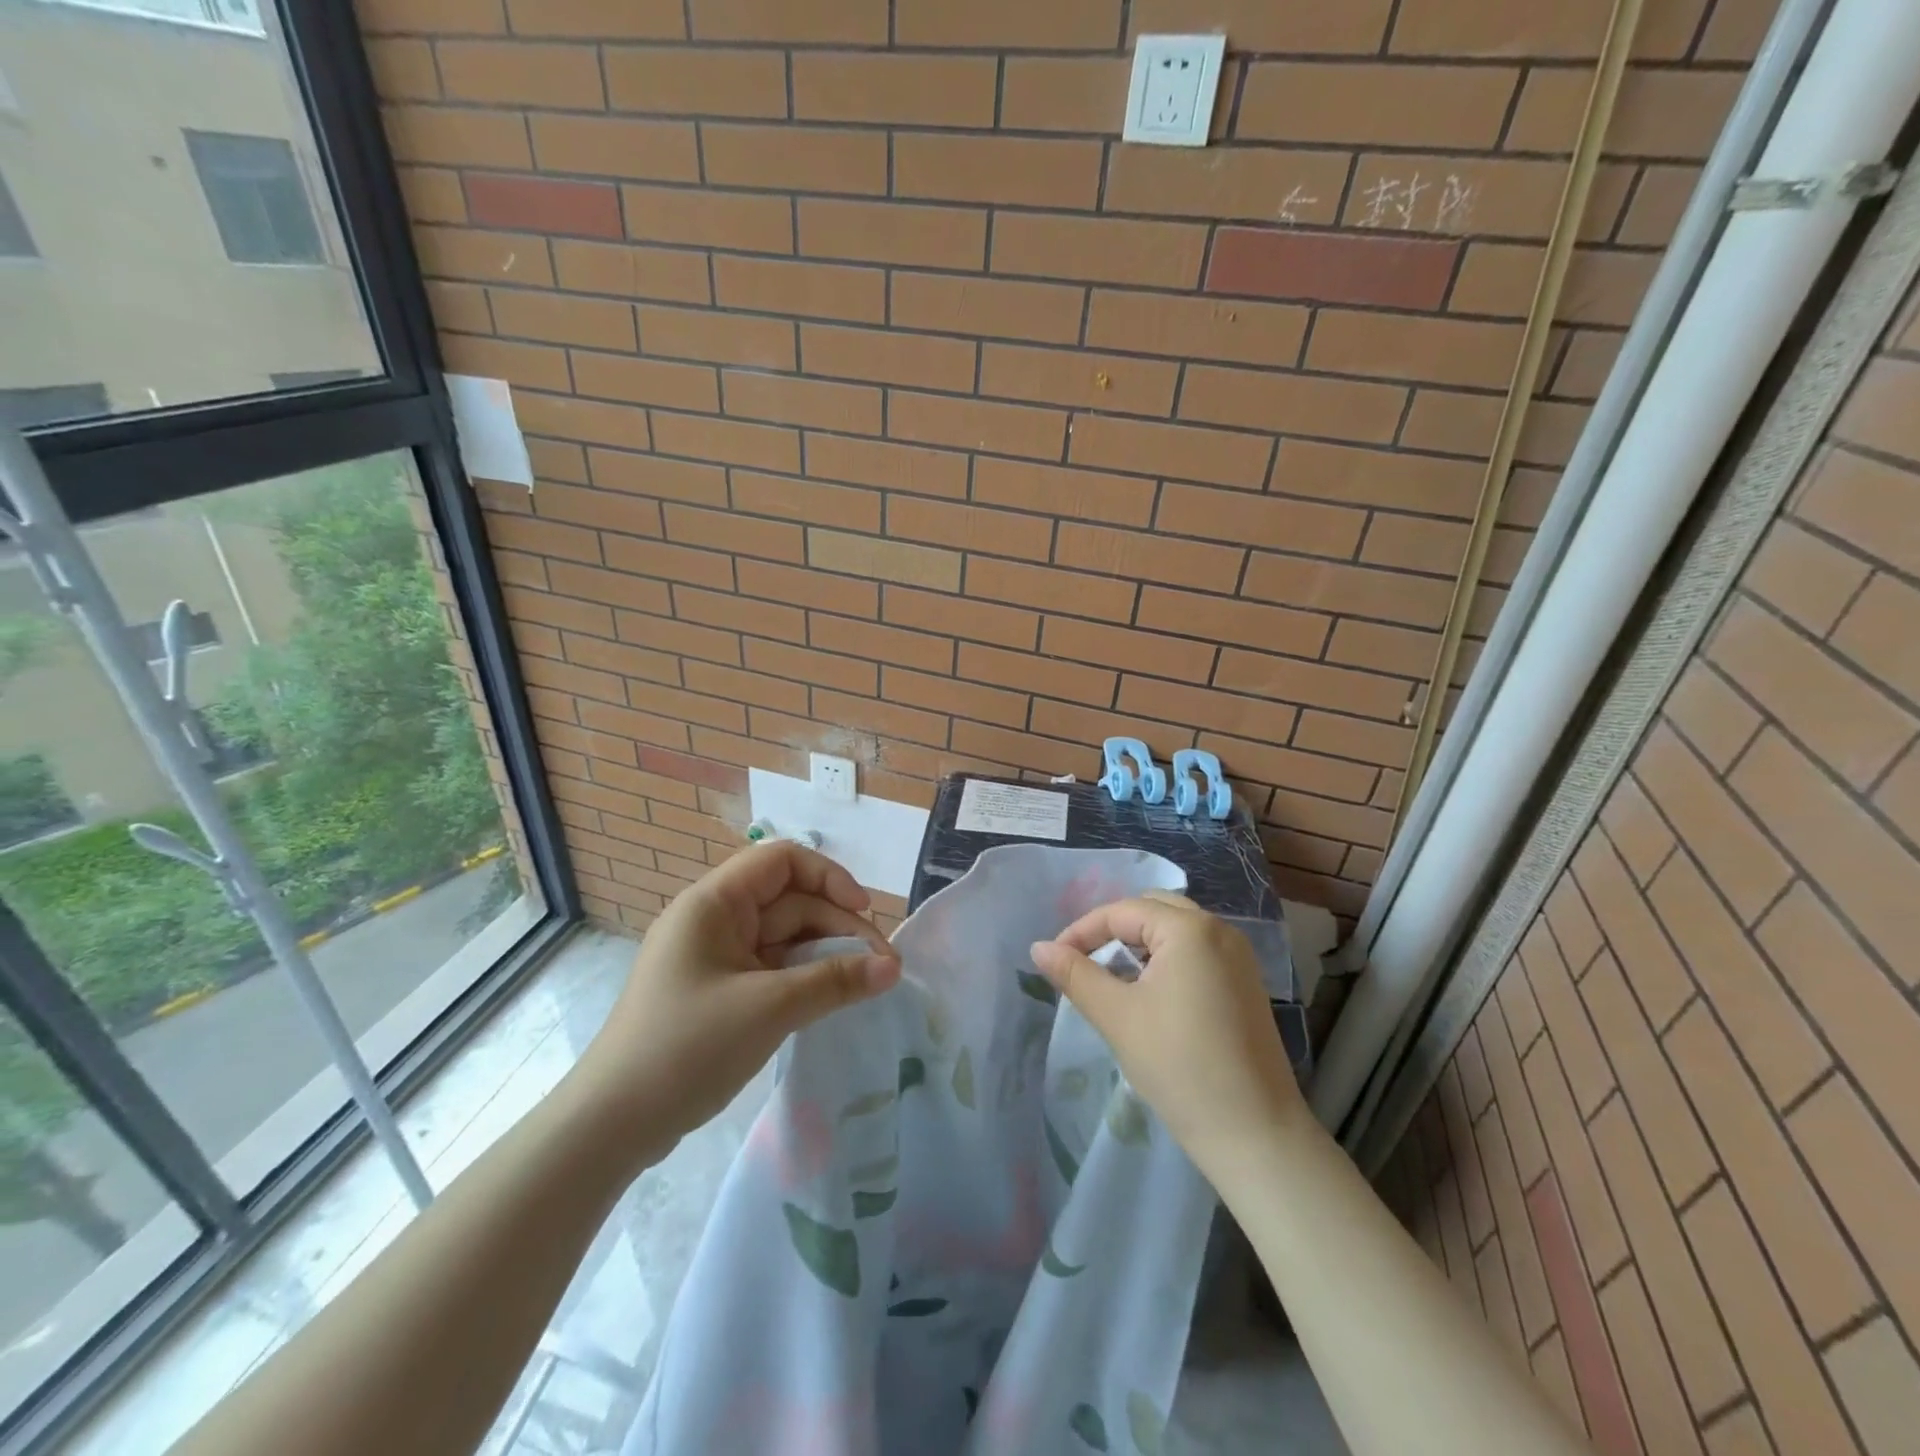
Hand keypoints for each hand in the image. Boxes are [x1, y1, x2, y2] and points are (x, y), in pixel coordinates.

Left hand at [566, 842, 900, 1168]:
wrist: (611, 1125)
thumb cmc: (686, 1047)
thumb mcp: (769, 1009)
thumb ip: (836, 981)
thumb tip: (893, 968)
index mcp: (713, 902)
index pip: (782, 861)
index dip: (829, 877)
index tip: (863, 914)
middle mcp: (715, 920)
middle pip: (791, 902)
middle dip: (838, 927)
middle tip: (882, 967)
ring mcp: (716, 958)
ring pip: (785, 939)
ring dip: (827, 956)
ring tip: (867, 985)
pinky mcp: (720, 992)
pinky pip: (773, 969)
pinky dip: (805, 979)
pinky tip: (833, 999)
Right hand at [1030, 892, 1303, 1179]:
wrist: (1255, 1134)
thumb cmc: (1179, 1067)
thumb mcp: (1117, 1016)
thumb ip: (1075, 974)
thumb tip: (1038, 948)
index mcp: (1190, 929)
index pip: (1122, 911)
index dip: (1082, 931)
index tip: (1054, 960)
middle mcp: (1220, 930)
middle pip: (1152, 910)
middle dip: (1113, 931)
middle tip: (1084, 962)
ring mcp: (1239, 958)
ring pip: (1176, 932)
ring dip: (1139, 946)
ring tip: (1111, 979)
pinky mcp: (1246, 985)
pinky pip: (1197, 953)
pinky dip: (1166, 961)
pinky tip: (1150, 995)